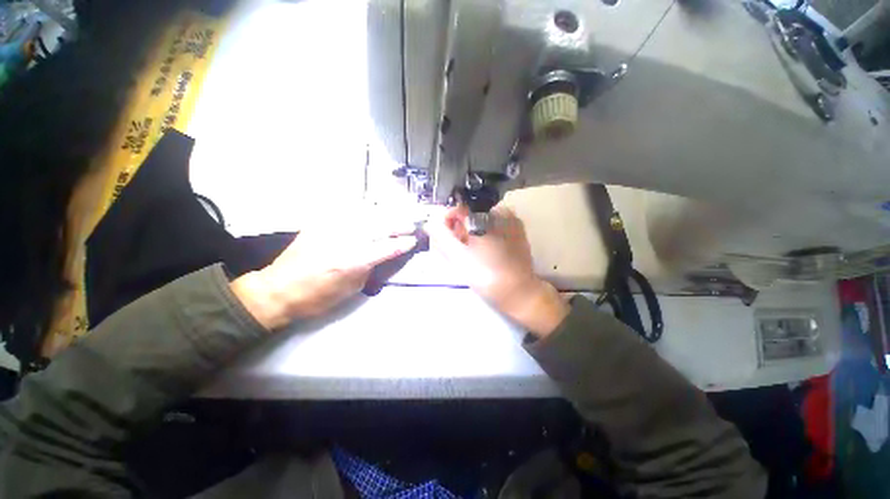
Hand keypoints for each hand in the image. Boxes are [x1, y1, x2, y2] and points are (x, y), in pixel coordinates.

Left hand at [231, 215, 416, 329]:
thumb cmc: (318, 297)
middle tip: (412, 224)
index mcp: (352, 261)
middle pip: (380, 225)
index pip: (387, 247)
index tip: (413, 241)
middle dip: (400, 224)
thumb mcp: (352, 288)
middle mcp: (344, 240)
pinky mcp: (321, 222)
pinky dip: (365, 209)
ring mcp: (331, 227)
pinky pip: (348, 210)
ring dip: (386, 213)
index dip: (403, 243)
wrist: (278, 289)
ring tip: (399, 213)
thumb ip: (370, 267)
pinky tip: (374, 210)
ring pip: (367, 214)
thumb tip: (385, 253)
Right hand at [427, 205, 568, 337]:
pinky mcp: (517, 231)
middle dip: (459, 231)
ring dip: (471, 234)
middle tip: (458, 251)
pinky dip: (484, 236)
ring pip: (481, 221)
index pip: (458, 209)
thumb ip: (442, 236)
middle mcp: (500, 212)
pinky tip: (484, 252)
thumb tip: (430, 221)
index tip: (445, 240)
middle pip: (470, 215)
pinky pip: (494, 226)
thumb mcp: (459, 257)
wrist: (519, 293)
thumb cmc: (487, 276)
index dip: (447, 223)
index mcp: (485, 216)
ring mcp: (511, 221)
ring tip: (471, 254)